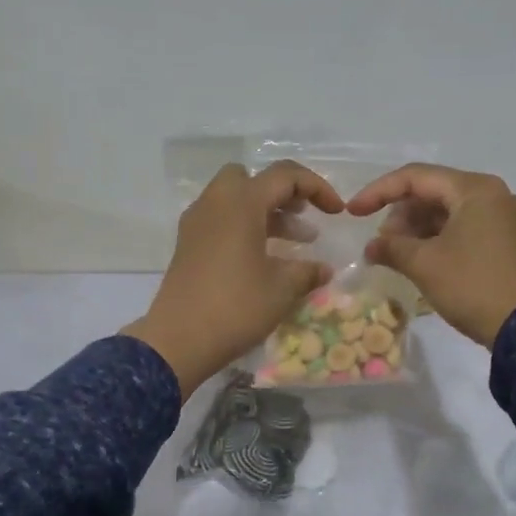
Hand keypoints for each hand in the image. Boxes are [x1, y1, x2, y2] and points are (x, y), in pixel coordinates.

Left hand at [123, 161, 343, 397]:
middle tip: (302, 215)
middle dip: (281, 192)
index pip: (285, 176)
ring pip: (233, 199)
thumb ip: (306, 272)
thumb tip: (324, 270)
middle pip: (251, 178)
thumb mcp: (281, 289)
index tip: (336, 212)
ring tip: (294, 242)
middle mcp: (215, 203)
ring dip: (264, 211)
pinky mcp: (187, 244)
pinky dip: (243, 226)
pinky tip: (261, 258)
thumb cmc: (236, 307)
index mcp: (241, 203)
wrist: (178, 340)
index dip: (317, 187)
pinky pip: (220, 219)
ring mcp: (197, 223)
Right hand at [346, 164, 515, 347]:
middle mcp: (493, 195)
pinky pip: (464, 228)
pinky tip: (420, 259)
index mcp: (475, 190)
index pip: (415, 177)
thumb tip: (372, 247)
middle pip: (433, 192)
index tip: (353, 213)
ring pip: (448, 211)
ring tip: (396, 254)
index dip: (378, 192)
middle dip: (400, 214)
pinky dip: (437, 239)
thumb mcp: (424, 264)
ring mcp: (504, 219)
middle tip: (381, 243)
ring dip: (417, 229)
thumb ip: (391, 247)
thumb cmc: (472, 285)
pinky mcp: (507, 242)